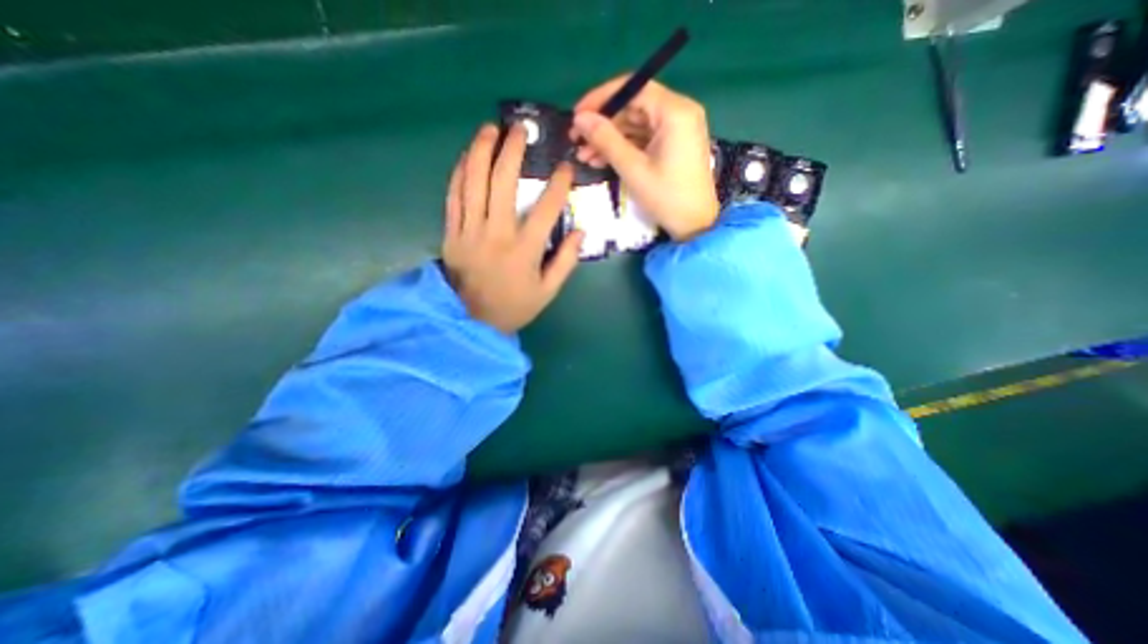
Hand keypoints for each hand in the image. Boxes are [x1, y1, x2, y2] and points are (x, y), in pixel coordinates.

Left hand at [439, 121, 583, 333]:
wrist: (471, 321)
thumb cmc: (513, 306)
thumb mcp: (547, 292)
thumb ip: (566, 262)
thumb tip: (580, 232)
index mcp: (524, 250)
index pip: (546, 209)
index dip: (558, 185)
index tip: (565, 168)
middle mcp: (496, 234)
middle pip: (502, 183)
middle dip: (512, 151)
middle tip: (519, 129)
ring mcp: (469, 231)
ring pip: (473, 182)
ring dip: (481, 151)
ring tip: (490, 130)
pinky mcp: (451, 233)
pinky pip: (453, 197)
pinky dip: (459, 173)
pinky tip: (466, 157)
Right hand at [571, 76, 719, 239]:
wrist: (694, 226)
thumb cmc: (666, 198)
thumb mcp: (632, 169)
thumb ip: (605, 139)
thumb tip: (579, 118)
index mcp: (675, 111)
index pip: (633, 88)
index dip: (601, 99)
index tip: (577, 115)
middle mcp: (679, 112)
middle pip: (633, 107)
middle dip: (603, 124)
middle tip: (577, 141)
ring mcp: (677, 130)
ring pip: (636, 125)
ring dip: (609, 139)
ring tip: (584, 156)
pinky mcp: (673, 146)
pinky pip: (644, 139)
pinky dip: (623, 148)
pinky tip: (601, 160)